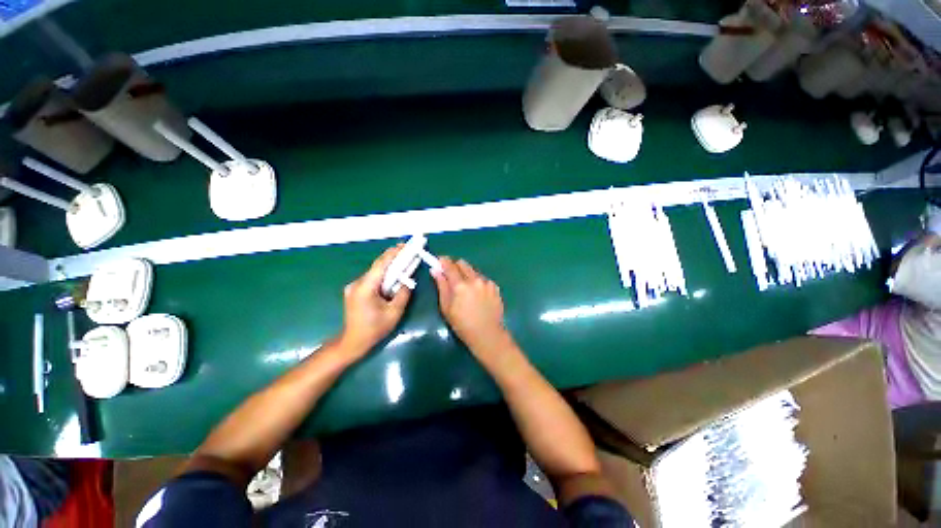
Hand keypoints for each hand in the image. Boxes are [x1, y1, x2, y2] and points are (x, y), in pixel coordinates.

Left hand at [340, 245, 411, 354]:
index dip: (393, 254)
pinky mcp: (354, 290)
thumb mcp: (394, 313)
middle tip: (406, 249)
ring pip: (374, 272)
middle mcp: (357, 283)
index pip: (381, 265)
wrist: (352, 342)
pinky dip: (383, 274)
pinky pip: (371, 278)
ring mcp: (354, 286)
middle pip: (377, 266)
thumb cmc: (374, 329)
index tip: (404, 246)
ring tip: (402, 259)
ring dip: (388, 266)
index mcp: (366, 287)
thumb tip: (408, 280)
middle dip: (392, 256)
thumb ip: (403, 294)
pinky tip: (392, 275)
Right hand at [432, 257, 512, 359]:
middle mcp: (475, 279)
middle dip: (455, 266)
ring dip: (467, 274)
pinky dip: (477, 282)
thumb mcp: (446, 307)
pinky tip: (477, 294)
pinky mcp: (495, 287)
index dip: (443, 261)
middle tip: (450, 275)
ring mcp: (487, 282)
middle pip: (463, 263)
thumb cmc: (462, 324)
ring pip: (473, 271)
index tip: (439, 261)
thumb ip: (441, 286)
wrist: (487, 334)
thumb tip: (435, 270)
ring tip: (465, 289)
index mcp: (461, 285)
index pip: (450, 265)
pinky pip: (483, 278)